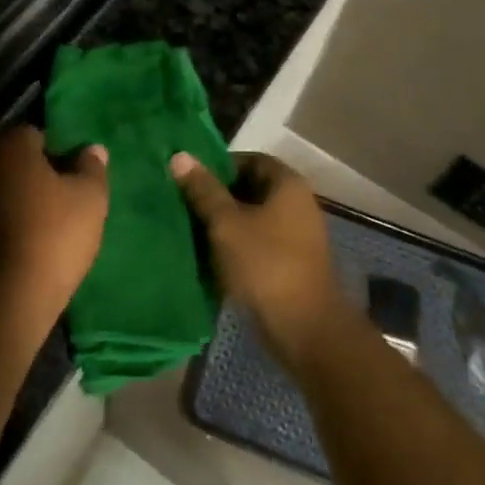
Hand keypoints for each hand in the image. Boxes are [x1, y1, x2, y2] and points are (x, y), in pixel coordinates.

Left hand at [0, 125, 108, 328]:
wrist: (3, 301)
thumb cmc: (53, 236)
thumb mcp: (90, 199)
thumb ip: (92, 168)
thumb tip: (93, 148)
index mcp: (9, 147)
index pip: (33, 134)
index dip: (54, 152)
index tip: (69, 177)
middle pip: (7, 160)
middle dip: (26, 174)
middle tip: (53, 200)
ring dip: (6, 200)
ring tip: (32, 227)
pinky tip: (11, 246)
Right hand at [169, 151, 341, 362]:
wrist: (304, 328)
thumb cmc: (265, 265)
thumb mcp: (226, 224)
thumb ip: (203, 190)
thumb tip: (180, 156)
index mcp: (288, 185)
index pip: (250, 160)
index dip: (220, 165)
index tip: (190, 179)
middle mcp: (298, 204)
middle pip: (251, 189)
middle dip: (218, 196)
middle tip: (184, 204)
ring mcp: (297, 236)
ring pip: (253, 219)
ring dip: (225, 224)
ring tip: (190, 230)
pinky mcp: (291, 264)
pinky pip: (259, 244)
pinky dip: (237, 246)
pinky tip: (210, 257)